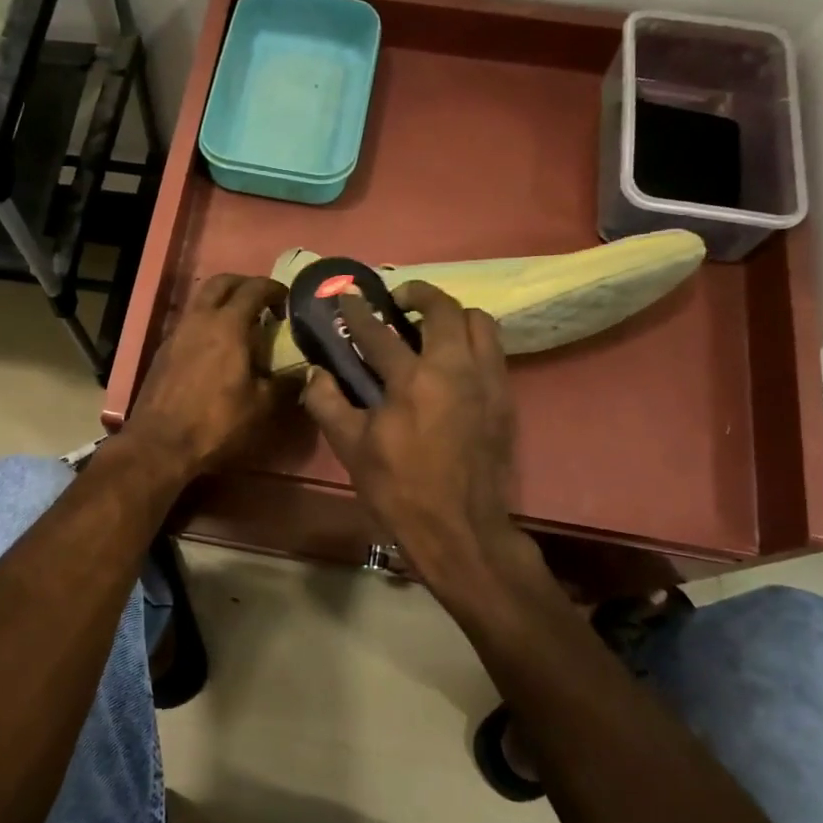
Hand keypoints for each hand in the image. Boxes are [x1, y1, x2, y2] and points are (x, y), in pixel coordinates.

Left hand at [125, 273, 289, 479]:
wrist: (159, 445)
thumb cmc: (215, 423)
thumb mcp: (260, 407)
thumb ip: (285, 384)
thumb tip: (305, 373)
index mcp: (227, 325)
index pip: (253, 289)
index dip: (274, 289)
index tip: (288, 299)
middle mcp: (199, 320)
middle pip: (221, 283)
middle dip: (244, 284)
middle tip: (263, 302)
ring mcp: (176, 334)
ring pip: (201, 301)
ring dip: (223, 303)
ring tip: (242, 325)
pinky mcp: (163, 351)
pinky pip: (189, 323)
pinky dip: (207, 323)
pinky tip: (217, 349)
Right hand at [302, 282, 525, 588]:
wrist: (460, 529)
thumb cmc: (400, 490)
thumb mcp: (351, 449)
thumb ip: (328, 403)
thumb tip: (317, 372)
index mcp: (412, 380)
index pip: (379, 332)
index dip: (358, 310)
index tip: (348, 295)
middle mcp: (455, 368)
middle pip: (443, 309)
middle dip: (418, 294)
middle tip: (399, 301)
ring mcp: (487, 381)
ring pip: (480, 322)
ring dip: (453, 314)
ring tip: (432, 327)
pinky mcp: (505, 398)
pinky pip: (494, 350)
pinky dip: (473, 341)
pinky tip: (455, 360)